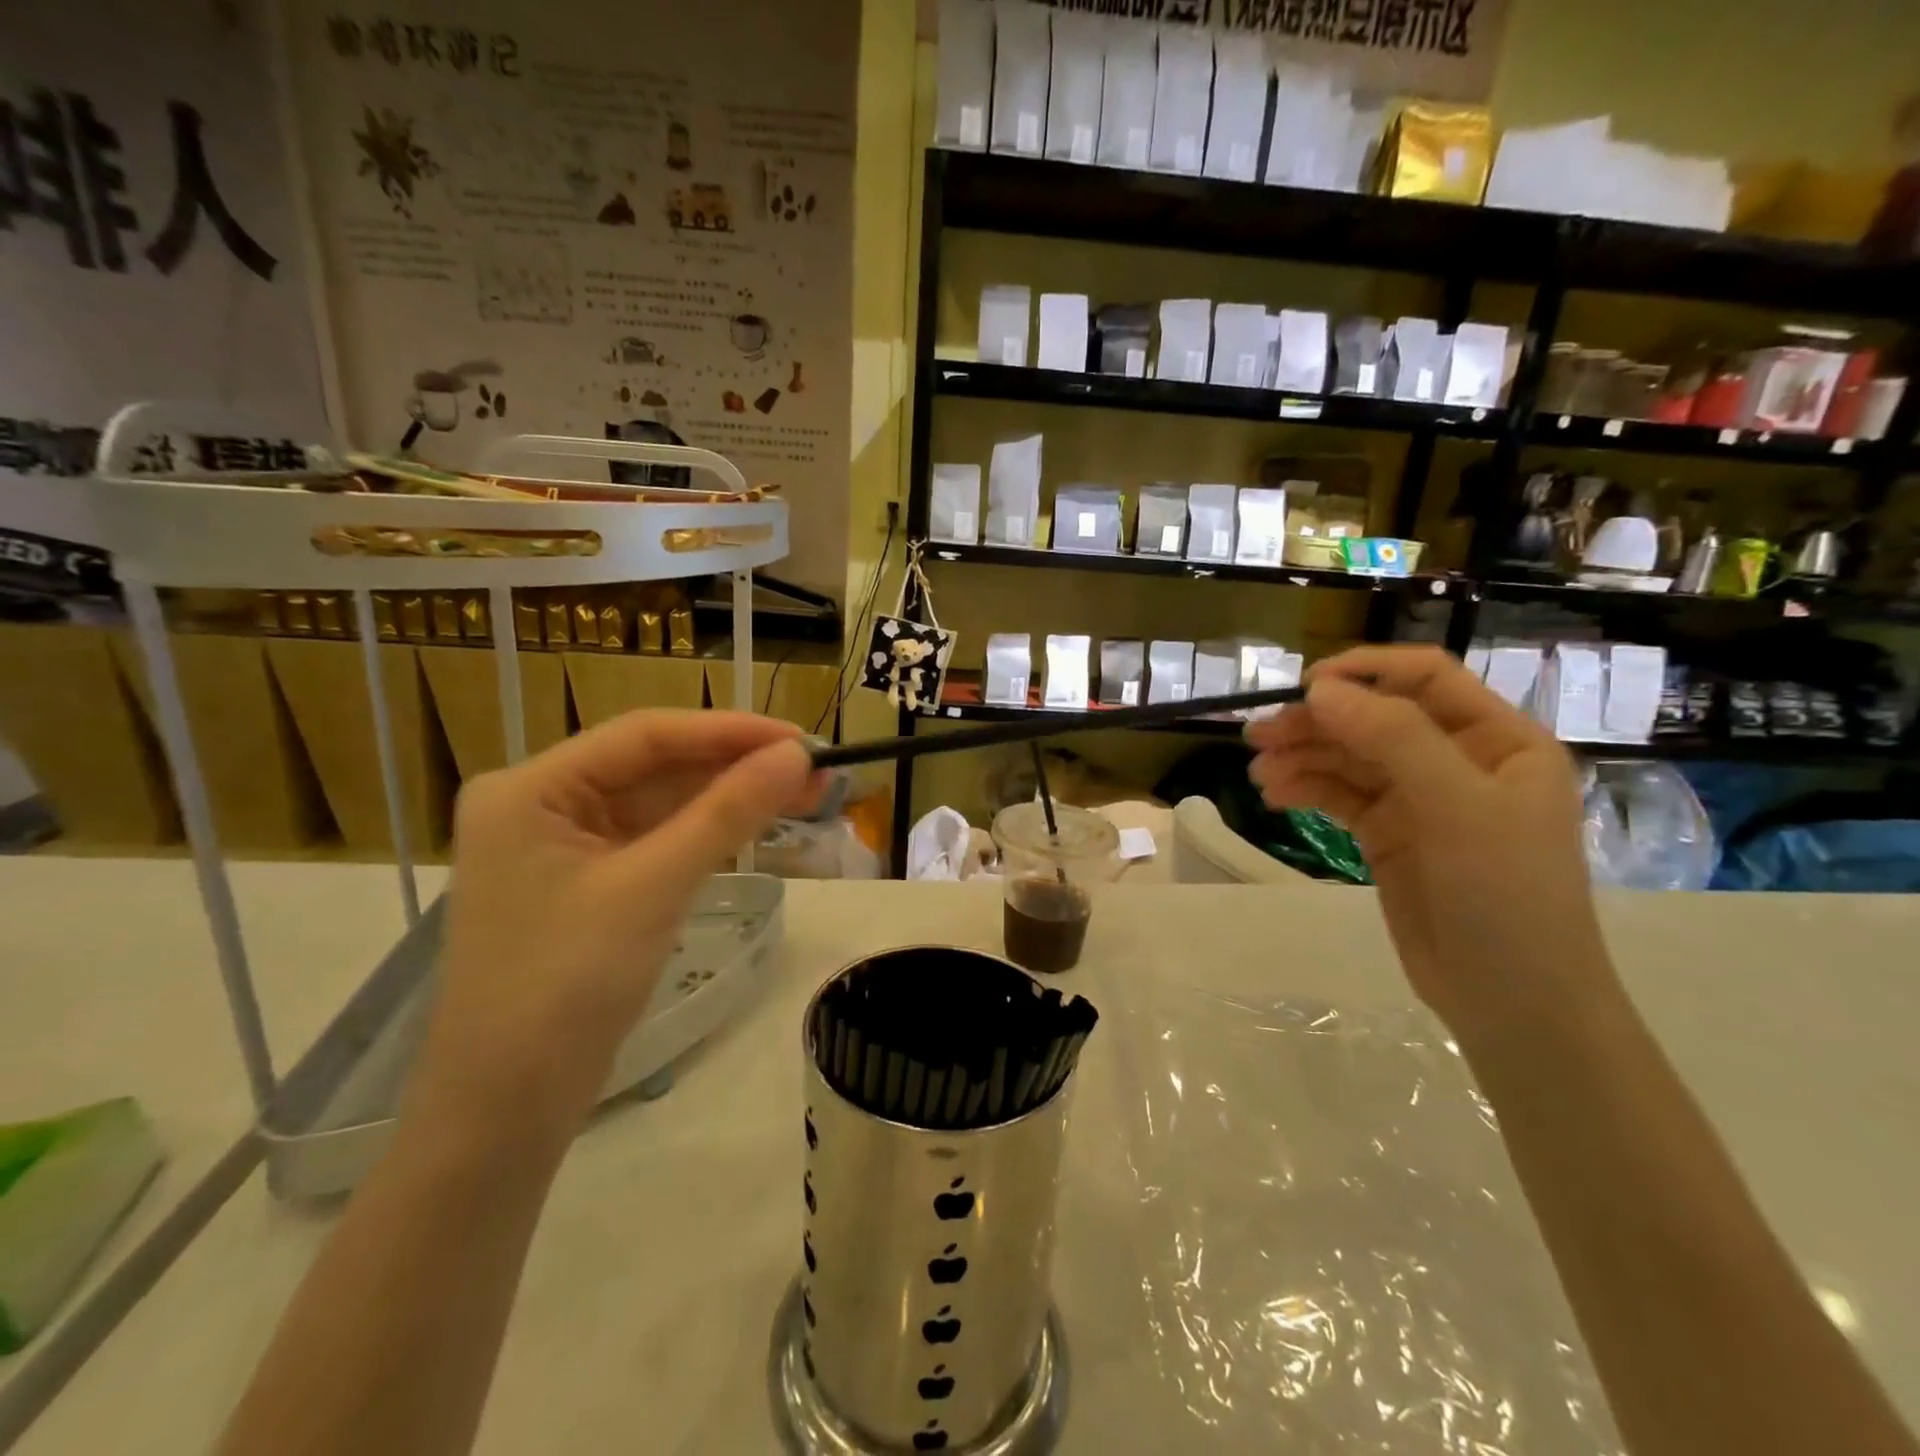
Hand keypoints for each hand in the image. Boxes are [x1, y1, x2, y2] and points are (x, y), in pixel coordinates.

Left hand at [408, 712, 822, 1146]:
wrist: (506, 1112)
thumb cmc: (565, 988)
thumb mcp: (653, 888)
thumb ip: (727, 813)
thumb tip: (798, 755)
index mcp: (530, 788)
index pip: (644, 736)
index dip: (729, 731)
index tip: (801, 739)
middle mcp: (541, 803)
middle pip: (654, 766)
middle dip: (735, 766)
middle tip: (814, 769)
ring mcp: (563, 845)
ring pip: (661, 801)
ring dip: (729, 797)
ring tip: (803, 790)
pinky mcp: (588, 882)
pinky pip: (656, 838)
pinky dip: (706, 831)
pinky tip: (755, 821)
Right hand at [1245, 646, 1615, 1051]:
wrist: (1512, 1003)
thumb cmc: (1507, 896)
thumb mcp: (1458, 808)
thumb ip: (1393, 739)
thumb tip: (1320, 690)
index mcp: (1498, 739)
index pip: (1425, 678)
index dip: (1365, 672)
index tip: (1304, 688)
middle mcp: (1458, 760)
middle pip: (1375, 718)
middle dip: (1318, 722)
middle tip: (1259, 736)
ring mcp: (1421, 799)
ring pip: (1349, 757)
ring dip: (1302, 756)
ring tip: (1258, 771)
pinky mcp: (1389, 834)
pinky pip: (1340, 795)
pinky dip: (1306, 788)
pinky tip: (1274, 794)